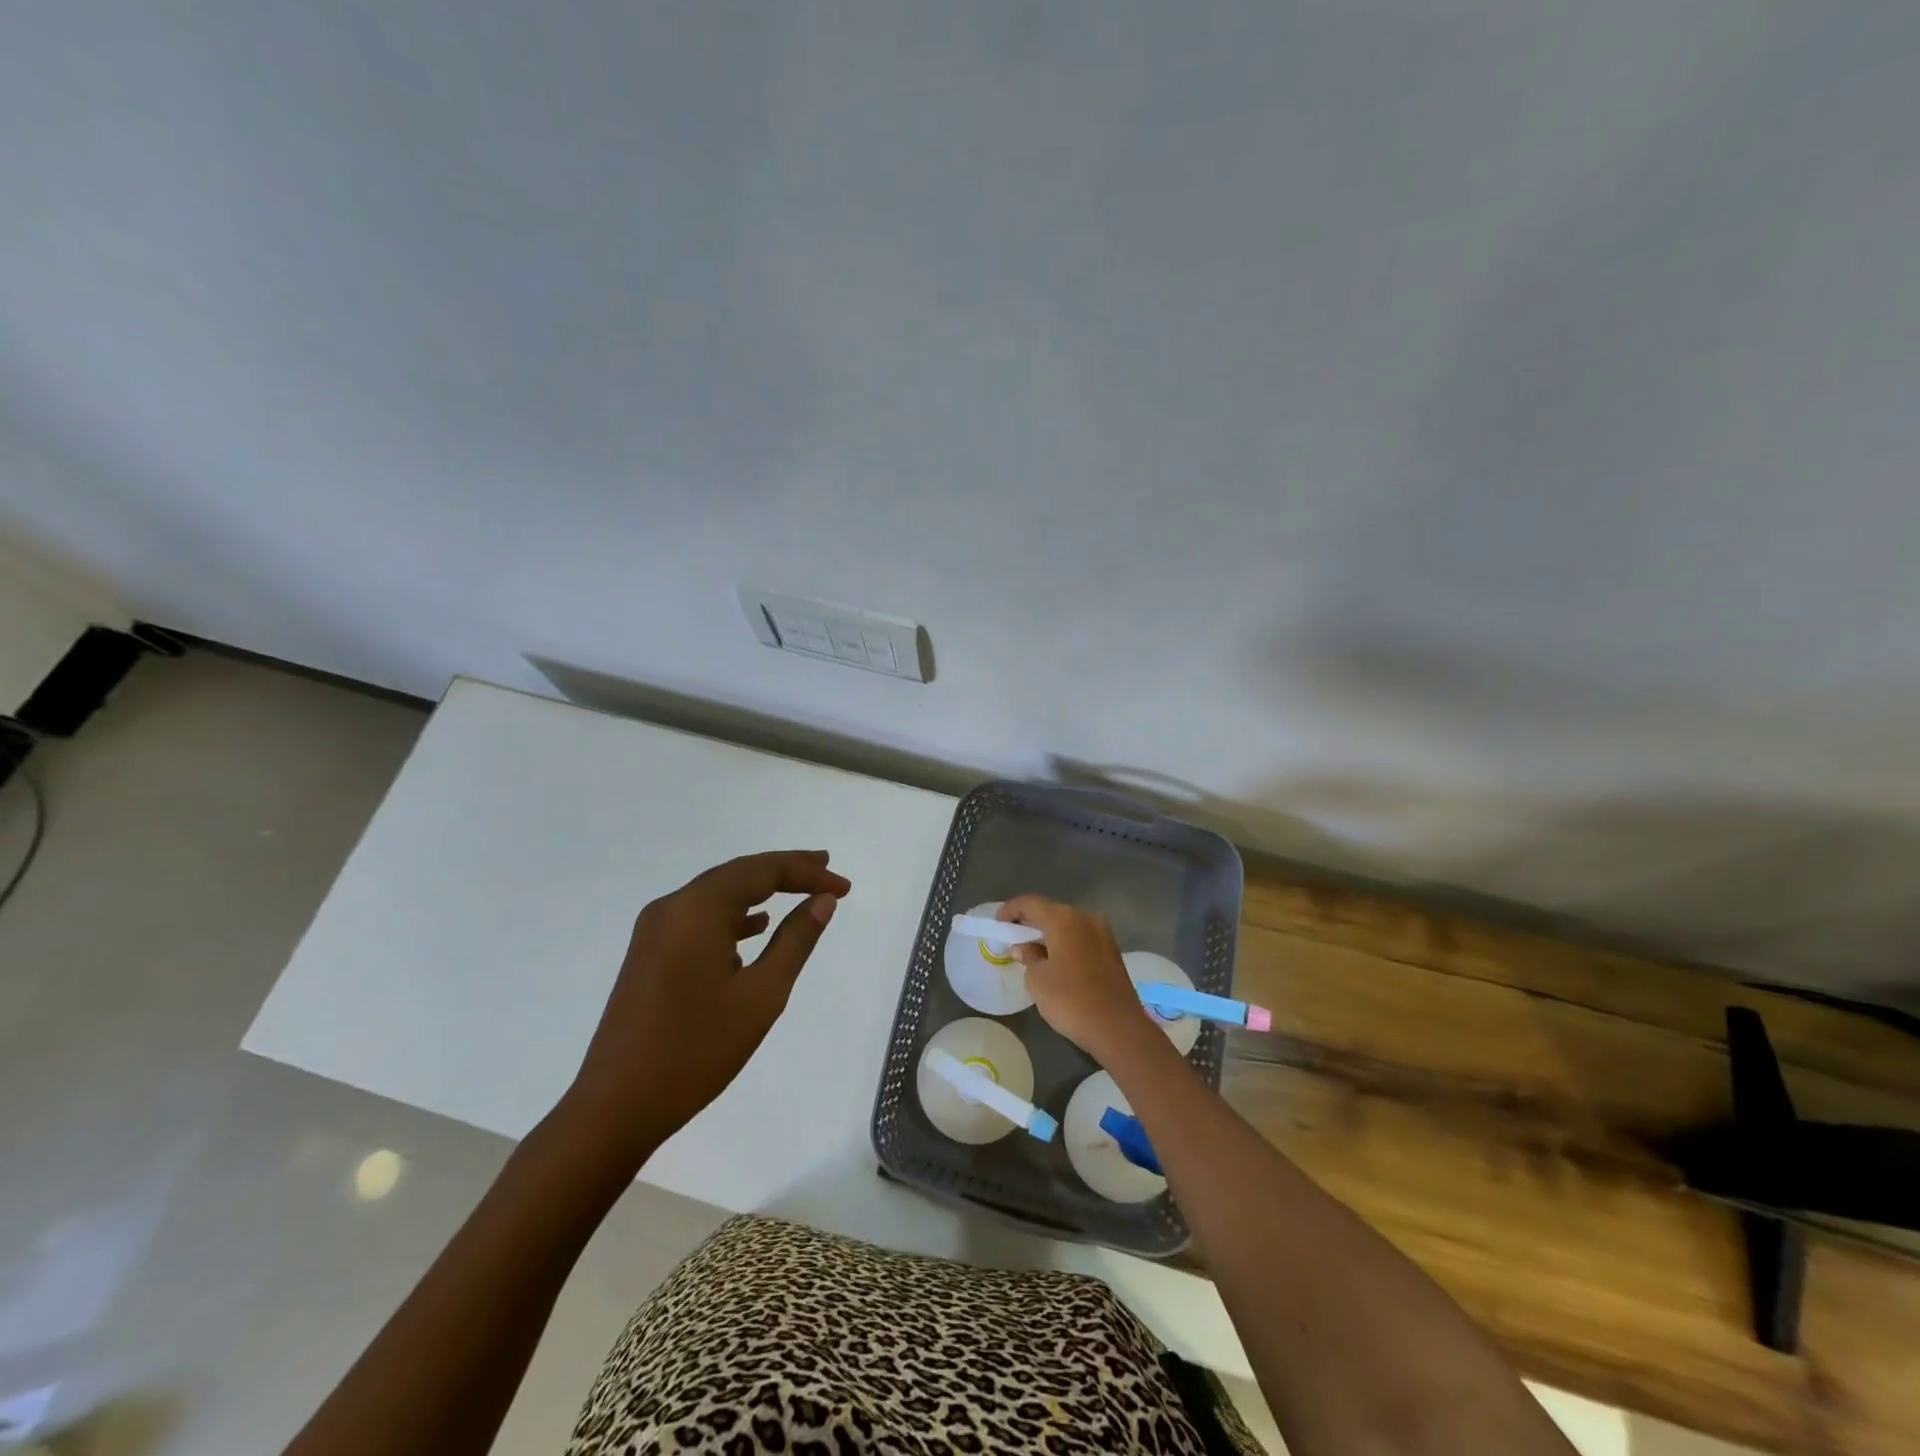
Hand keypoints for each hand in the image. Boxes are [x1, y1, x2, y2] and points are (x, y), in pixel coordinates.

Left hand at [561, 850, 850, 1170]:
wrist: (615, 1107)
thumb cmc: (696, 1050)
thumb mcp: (761, 995)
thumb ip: (796, 940)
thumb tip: (822, 900)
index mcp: (698, 908)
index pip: (762, 871)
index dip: (807, 872)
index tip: (844, 886)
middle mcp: (672, 906)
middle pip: (738, 873)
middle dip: (785, 870)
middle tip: (826, 868)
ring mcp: (655, 930)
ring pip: (718, 893)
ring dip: (760, 890)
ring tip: (800, 890)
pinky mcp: (648, 953)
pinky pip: (699, 916)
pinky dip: (733, 914)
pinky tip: (756, 928)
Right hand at [998, 895, 1158, 1067]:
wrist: (1118, 1028)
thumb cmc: (1071, 1000)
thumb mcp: (1037, 980)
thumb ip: (1028, 957)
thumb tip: (1024, 948)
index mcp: (1063, 918)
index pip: (1030, 903)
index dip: (1010, 910)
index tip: (997, 923)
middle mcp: (1085, 917)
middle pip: (1051, 911)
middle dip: (1030, 922)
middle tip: (1012, 937)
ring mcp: (1103, 933)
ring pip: (1068, 925)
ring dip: (1049, 933)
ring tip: (1032, 950)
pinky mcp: (1112, 950)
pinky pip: (1081, 938)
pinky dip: (1065, 943)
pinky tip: (1055, 960)